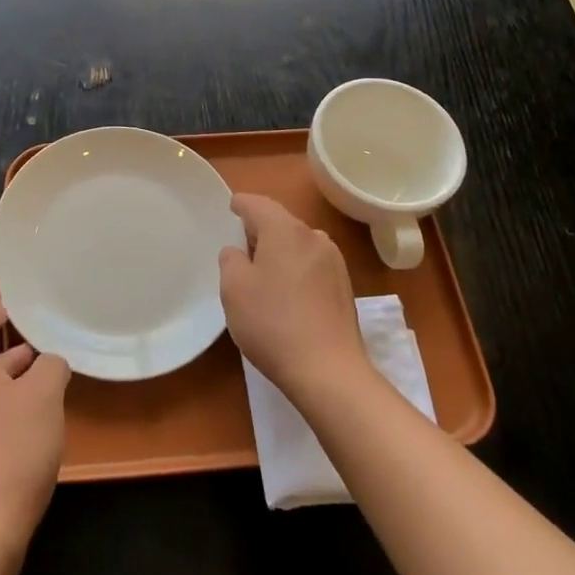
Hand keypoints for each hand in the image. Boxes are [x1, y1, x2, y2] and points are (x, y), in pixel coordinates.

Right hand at [219, 194, 370, 407]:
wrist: (329, 371)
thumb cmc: (273, 323)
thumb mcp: (234, 289)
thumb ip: (231, 259)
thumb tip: (239, 252)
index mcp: (285, 230)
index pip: (257, 204)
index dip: (240, 204)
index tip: (230, 208)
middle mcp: (314, 237)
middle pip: (280, 222)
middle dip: (260, 229)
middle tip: (240, 246)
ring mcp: (334, 262)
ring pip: (298, 244)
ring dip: (280, 251)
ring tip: (263, 274)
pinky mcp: (345, 287)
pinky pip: (312, 265)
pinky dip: (296, 269)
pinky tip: (287, 295)